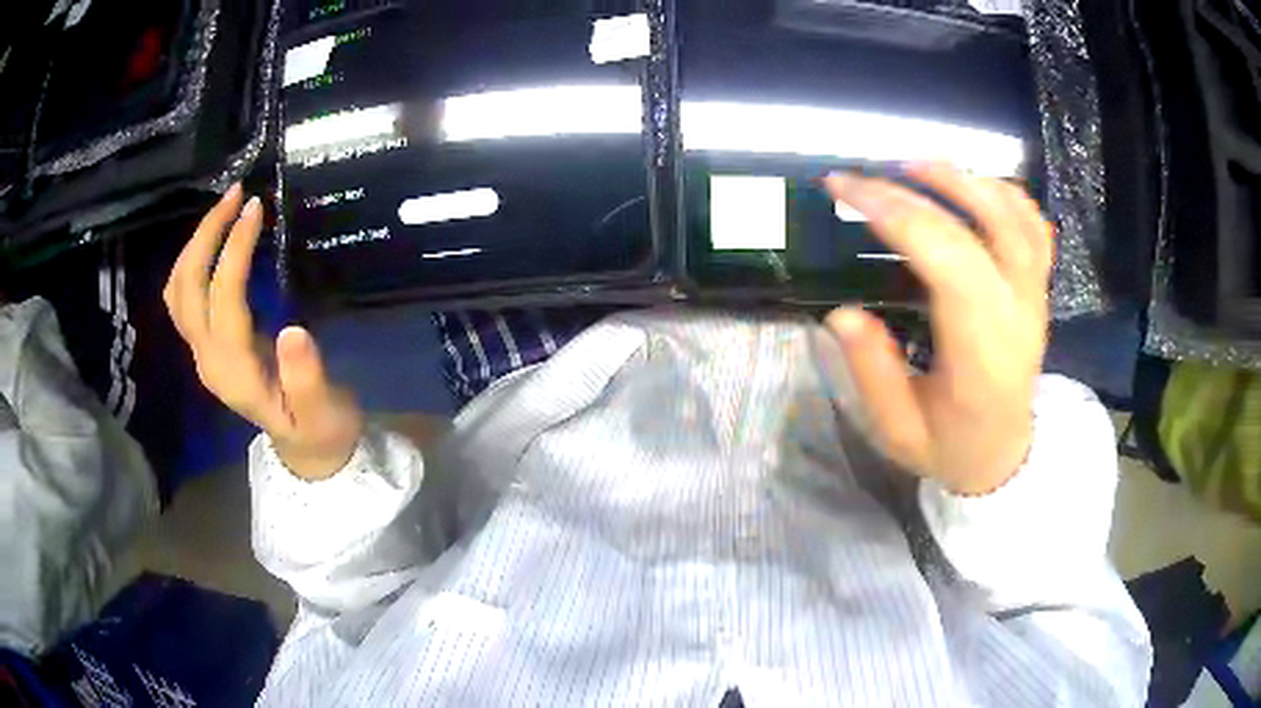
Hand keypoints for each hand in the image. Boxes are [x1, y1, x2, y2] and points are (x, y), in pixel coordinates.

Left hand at [164, 185, 361, 479]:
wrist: (305, 450)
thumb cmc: (320, 428)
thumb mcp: (323, 411)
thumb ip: (307, 379)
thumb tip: (294, 330)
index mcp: (234, 371)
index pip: (222, 297)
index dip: (234, 249)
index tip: (258, 207)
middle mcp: (207, 358)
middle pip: (186, 289)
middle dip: (206, 235)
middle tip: (237, 194)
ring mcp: (202, 353)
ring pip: (178, 291)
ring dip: (195, 244)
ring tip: (226, 208)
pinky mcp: (207, 346)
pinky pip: (184, 297)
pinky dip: (194, 261)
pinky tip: (216, 241)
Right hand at [823, 163, 1053, 494]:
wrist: (1004, 456)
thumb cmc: (950, 446)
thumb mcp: (898, 431)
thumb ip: (872, 373)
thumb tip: (841, 312)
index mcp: (982, 354)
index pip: (948, 262)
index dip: (896, 216)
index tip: (844, 191)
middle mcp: (1017, 314)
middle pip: (978, 229)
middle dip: (914, 193)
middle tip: (864, 177)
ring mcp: (1035, 297)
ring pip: (1013, 217)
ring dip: (963, 180)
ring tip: (914, 165)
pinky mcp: (1039, 289)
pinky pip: (1034, 227)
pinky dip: (1004, 193)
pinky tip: (971, 184)